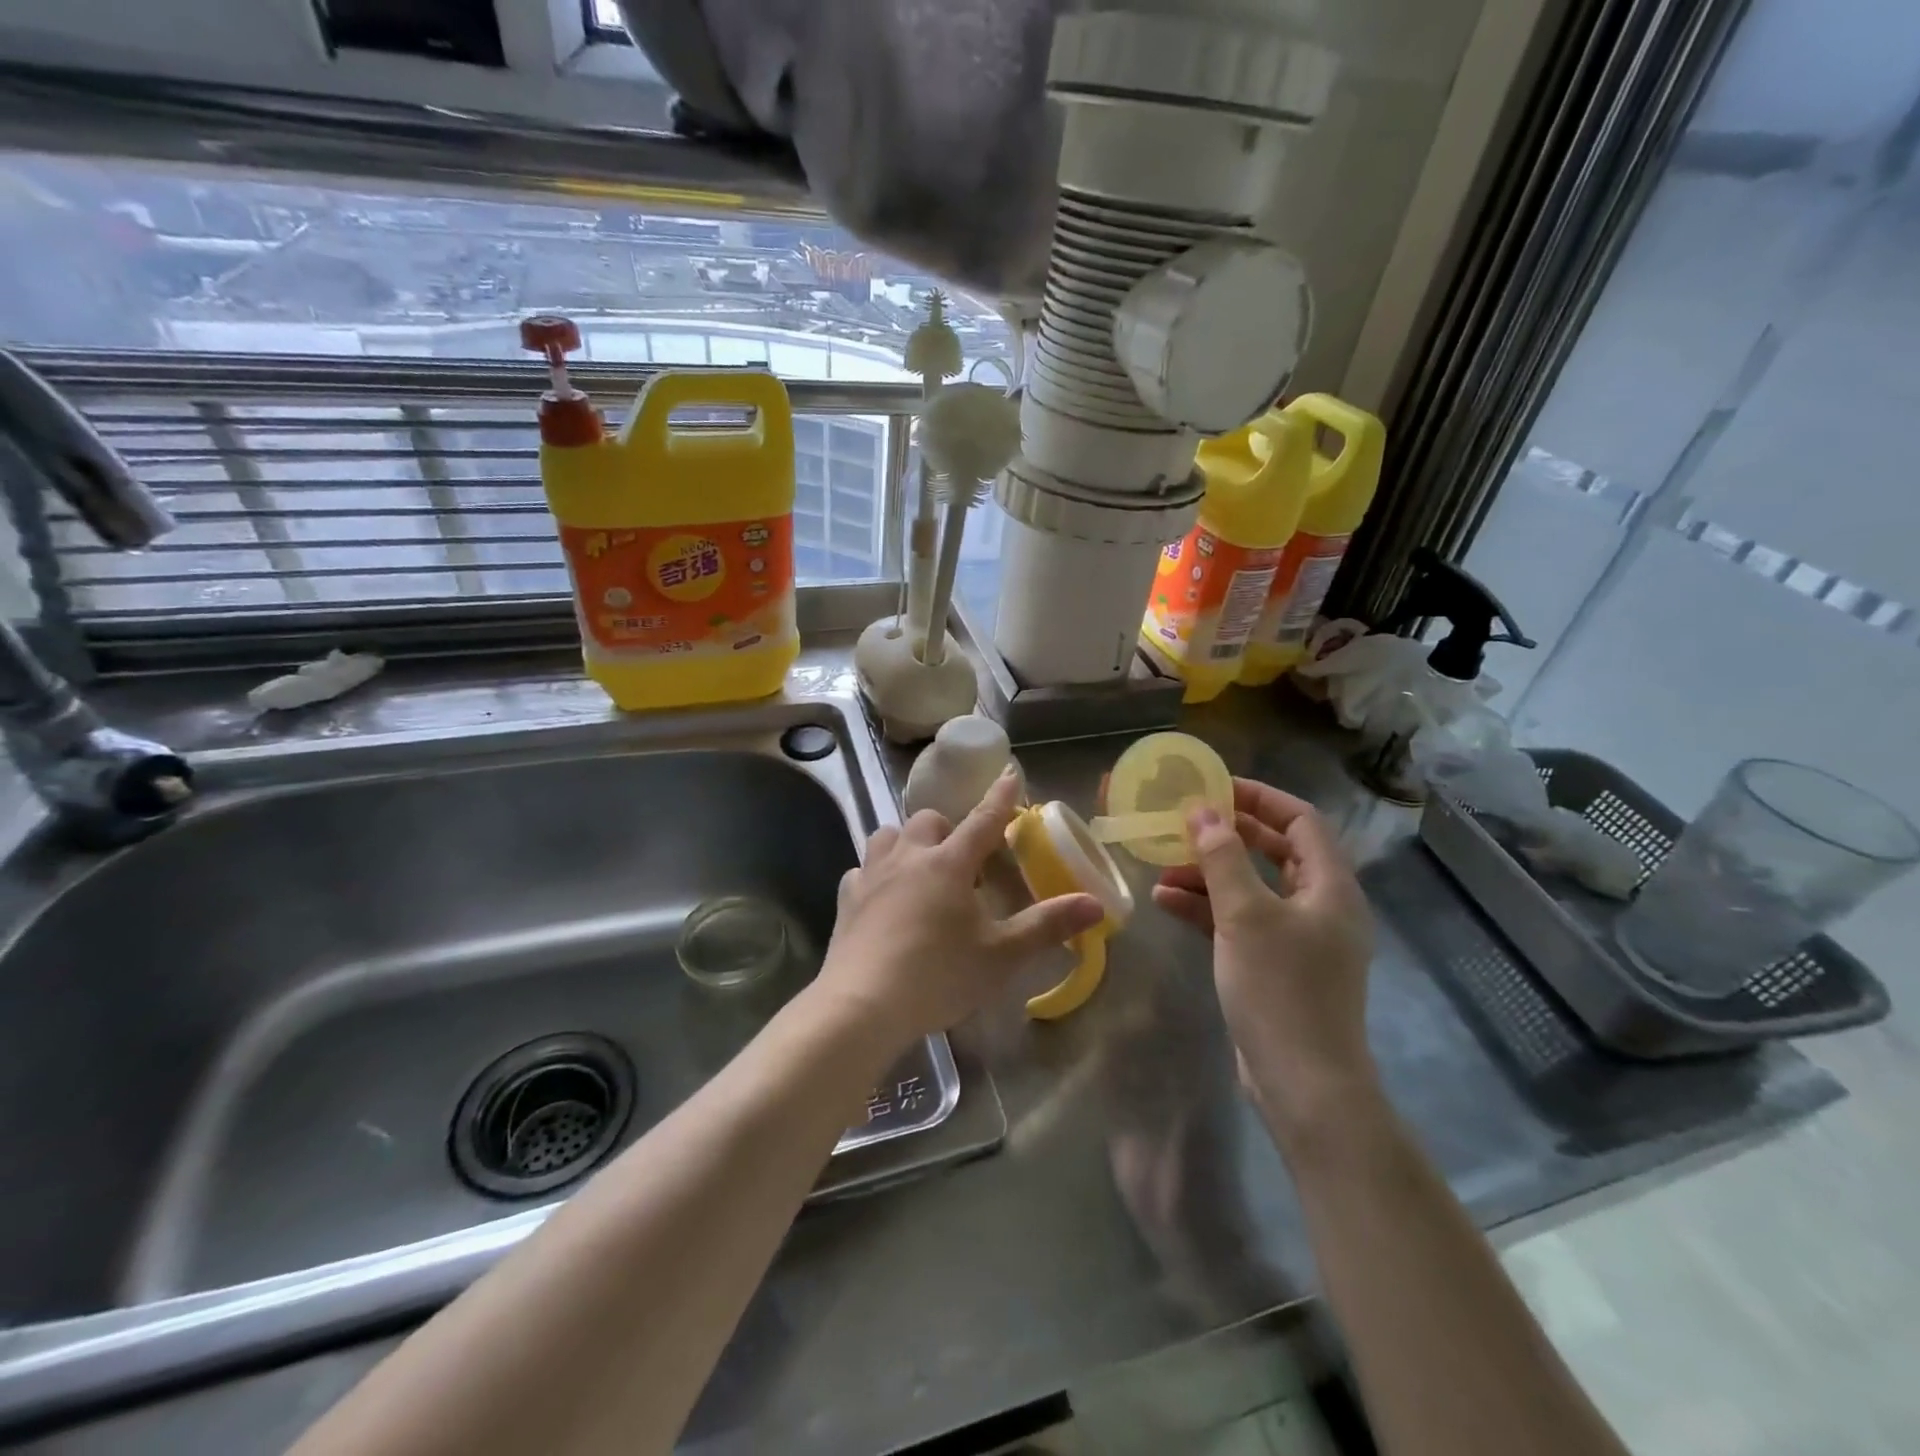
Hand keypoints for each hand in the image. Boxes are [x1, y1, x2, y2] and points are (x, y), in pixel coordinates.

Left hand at [817, 771, 1103, 1054]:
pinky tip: (882, 898)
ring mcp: (872, 875)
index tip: (1010, 772)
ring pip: (888, 835)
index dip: (1001, 797)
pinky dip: (876, 875)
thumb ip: (1047, 926)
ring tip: (919, 868)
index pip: (983, 820)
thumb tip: (1095, 904)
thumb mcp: (1002, 955)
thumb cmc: (939, 975)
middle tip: (962, 859)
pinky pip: (862, 870)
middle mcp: (909, 857)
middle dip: (948, 829)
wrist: (862, 1004)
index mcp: (950, 864)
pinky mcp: (846, 899)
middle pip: (928, 821)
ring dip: (907, 843)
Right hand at [1150, 779, 1377, 1135]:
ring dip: (1208, 875)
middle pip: (1274, 852)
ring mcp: (1297, 938)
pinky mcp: (1275, 966)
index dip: (1260, 798)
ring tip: (1160, 868)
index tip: (1214, 788)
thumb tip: (1202, 811)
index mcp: (1329, 886)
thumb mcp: (1245, 915)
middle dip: (1227, 836)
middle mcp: (1319, 905)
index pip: (1301, 821)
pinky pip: (1239, 922)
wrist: (1303, 1084)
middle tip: (1183, 823)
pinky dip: (1206, 909)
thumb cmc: (1281, 988)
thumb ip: (1223, 858)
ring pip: (1250, 888)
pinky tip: (1164, 903)